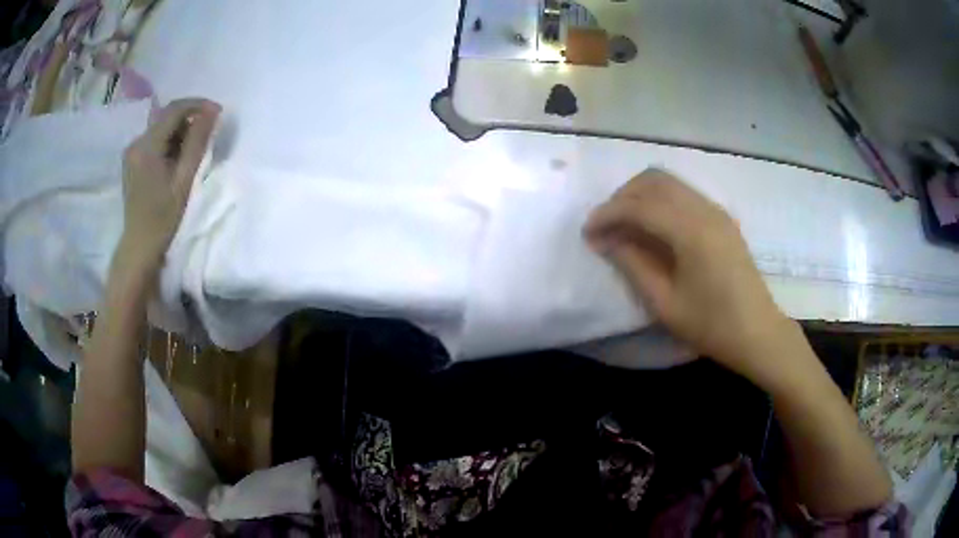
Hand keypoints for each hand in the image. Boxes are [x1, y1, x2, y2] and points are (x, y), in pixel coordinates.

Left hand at [119, 98, 220, 270]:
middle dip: (190, 118)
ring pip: (161, 127)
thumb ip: (197, 142)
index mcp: (146, 146)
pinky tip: (178, 157)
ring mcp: (132, 151)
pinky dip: (170, 141)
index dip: (198, 105)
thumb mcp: (184, 179)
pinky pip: (155, 139)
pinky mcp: (132, 160)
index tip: (217, 113)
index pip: (174, 109)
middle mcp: (136, 142)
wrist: (140, 245)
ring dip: (181, 130)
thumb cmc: (163, 217)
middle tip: (209, 132)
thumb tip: (212, 111)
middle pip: (167, 116)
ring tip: (194, 148)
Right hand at [584, 169, 792, 382]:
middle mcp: (704, 209)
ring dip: (641, 195)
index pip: (640, 205)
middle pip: (653, 180)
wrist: (758, 332)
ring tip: (625, 225)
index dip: (608, 214)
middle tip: (605, 226)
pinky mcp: (721, 218)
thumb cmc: (711, 326)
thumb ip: (633, 264)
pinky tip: (653, 228)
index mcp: (691, 232)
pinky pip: (683, 194)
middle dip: (622, 197)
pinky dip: (660, 201)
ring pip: (669, 183)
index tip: (586, 232)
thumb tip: (606, 239)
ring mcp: (715, 210)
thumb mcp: (665, 304)